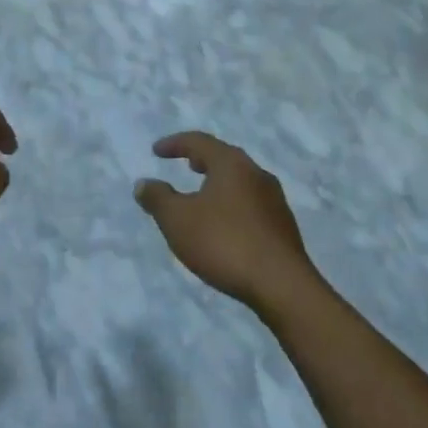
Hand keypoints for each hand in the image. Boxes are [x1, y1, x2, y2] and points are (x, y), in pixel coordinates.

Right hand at [135, 132, 317, 310]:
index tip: (156, 151)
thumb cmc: (224, 243)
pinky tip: (225, 225)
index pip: (199, 141)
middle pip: (225, 157)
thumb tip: (143, 183)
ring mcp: (274, 199)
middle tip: (187, 164)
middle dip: (203, 159)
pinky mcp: (283, 225)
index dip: (175, 144)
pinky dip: (233, 204)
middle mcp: (256, 173)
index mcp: (231, 164)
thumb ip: (158, 199)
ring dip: (219, 183)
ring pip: (241, 181)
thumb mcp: (178, 221)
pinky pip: (251, 203)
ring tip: (203, 196)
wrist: (282, 285)